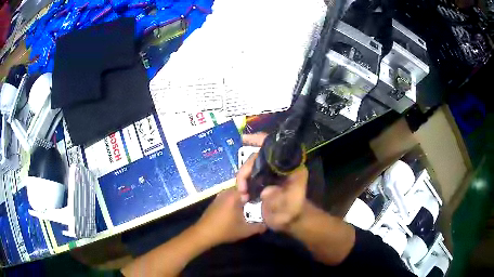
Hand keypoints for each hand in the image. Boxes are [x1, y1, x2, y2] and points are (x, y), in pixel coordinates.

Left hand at [195, 188, 265, 245]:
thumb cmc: (225, 230)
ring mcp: (220, 196)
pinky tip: (240, 212)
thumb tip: (268, 223)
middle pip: (244, 190)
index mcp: (234, 195)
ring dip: (244, 201)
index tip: (266, 197)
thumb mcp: (246, 230)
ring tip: (253, 208)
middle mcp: (227, 191)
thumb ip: (259, 226)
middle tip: (262, 204)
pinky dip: (236, 203)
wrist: (203, 234)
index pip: (250, 185)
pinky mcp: (216, 202)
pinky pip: (230, 199)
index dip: (260, 190)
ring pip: (237, 195)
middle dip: (252, 197)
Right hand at [237, 133, 308, 231]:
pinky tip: (242, 193)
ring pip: (251, 166)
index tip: (243, 139)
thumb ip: (281, 199)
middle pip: (257, 157)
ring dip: (242, 178)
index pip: (274, 148)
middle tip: (241, 188)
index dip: (259, 140)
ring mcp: (270, 173)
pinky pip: (249, 175)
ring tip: (242, 194)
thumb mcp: (290, 205)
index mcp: (290, 166)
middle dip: (245, 170)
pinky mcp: (263, 180)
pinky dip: (242, 182)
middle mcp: (279, 166)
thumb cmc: (293, 211)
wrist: (290, 220)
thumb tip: (265, 191)